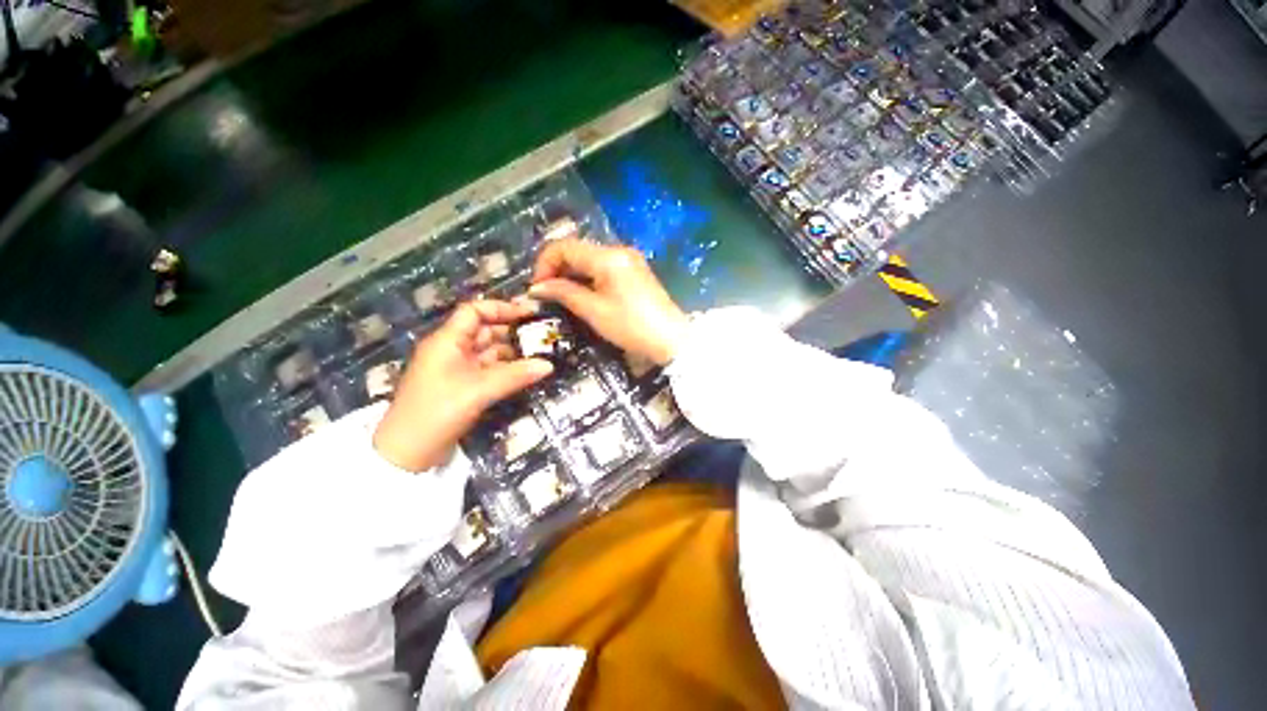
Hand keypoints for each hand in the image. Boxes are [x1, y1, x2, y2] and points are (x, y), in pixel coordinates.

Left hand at [372, 300, 553, 471]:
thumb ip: (515, 375)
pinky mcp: (462, 385)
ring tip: (541, 352)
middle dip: (513, 330)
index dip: (501, 308)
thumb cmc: (438, 411)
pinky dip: (506, 368)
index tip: (530, 313)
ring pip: (489, 351)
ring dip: (513, 351)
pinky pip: (488, 369)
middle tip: (543, 334)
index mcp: (447, 341)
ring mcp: (457, 369)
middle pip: (485, 330)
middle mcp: (452, 350)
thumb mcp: (479, 391)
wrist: (408, 453)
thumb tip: (549, 365)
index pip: (475, 311)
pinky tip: (526, 371)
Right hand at [529, 239, 688, 365]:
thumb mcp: (594, 311)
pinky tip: (584, 295)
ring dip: (572, 275)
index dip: (544, 264)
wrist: (670, 340)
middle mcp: (619, 251)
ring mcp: (629, 260)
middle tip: (547, 295)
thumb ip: (564, 293)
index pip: (564, 247)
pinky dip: (589, 278)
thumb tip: (537, 287)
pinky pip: (604, 268)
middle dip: (558, 270)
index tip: (537, 289)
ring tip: (562, 298)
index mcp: (608, 256)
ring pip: (590, 259)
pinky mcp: (635, 272)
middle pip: (577, 250)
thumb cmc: (631, 326)